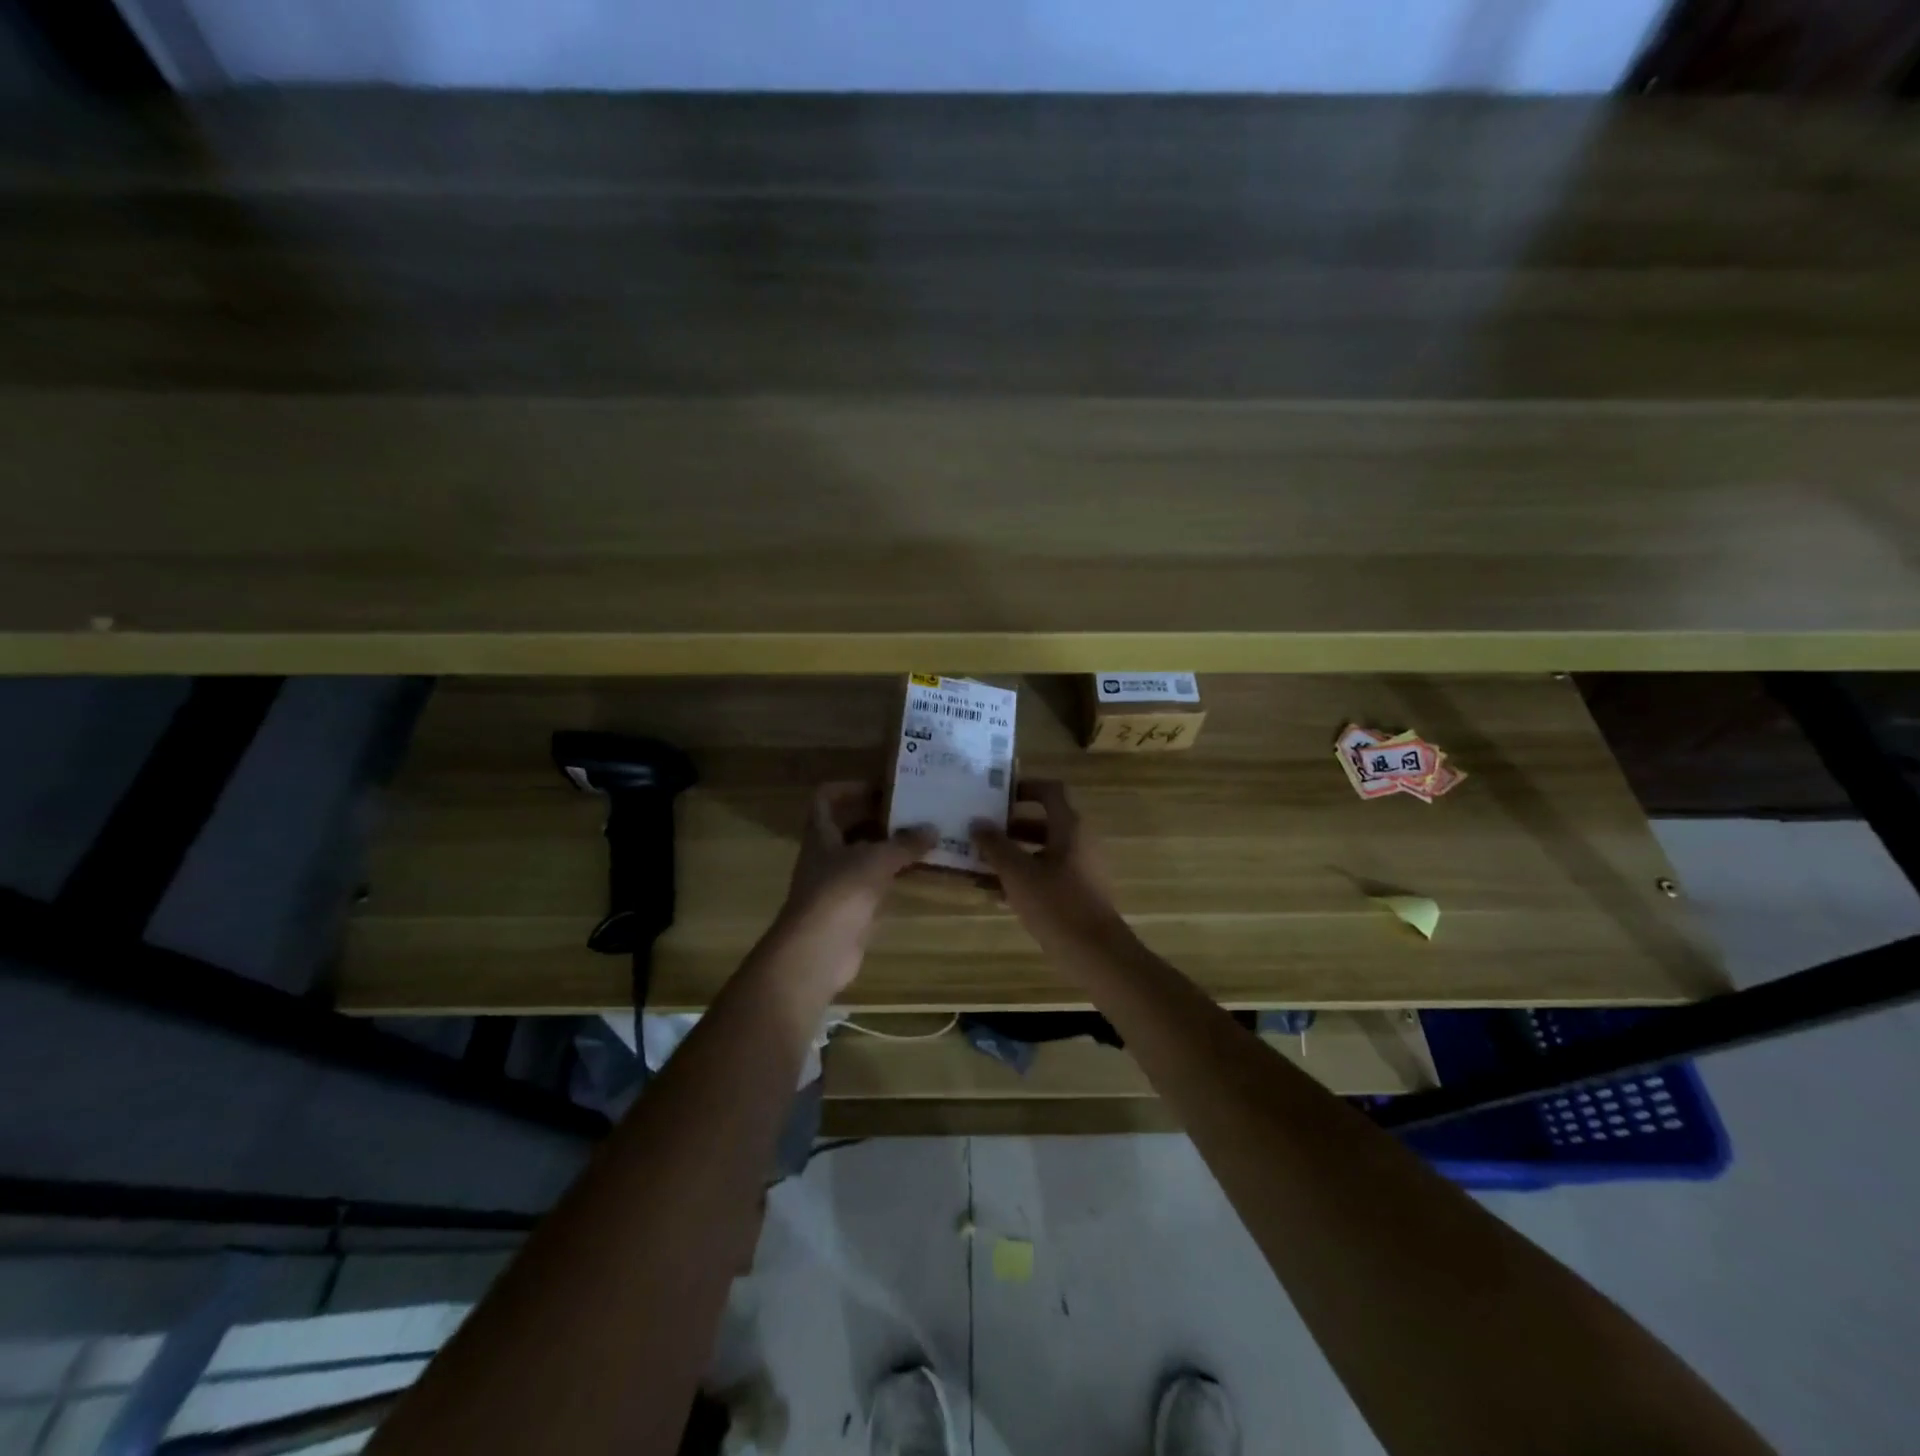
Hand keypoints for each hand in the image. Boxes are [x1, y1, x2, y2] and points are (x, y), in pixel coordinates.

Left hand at [766, 781, 932, 999]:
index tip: (884, 788)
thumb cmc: (841, 892)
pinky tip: (917, 871)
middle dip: (879, 816)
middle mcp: (825, 854)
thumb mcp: (877, 860)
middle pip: (850, 825)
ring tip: (923, 837)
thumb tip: (933, 828)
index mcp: (821, 833)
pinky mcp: (850, 909)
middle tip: (914, 810)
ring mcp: (836, 883)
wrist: (818, 951)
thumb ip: (905, 843)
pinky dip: (892, 875)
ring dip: (889, 847)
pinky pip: (874, 883)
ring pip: (864, 855)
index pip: (827, 798)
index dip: (851, 787)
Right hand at [971, 779, 1129, 954]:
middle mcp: (1077, 842)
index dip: (1024, 786)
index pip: (1050, 791)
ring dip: (1010, 855)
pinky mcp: (1075, 894)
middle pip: (1041, 822)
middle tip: (977, 830)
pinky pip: (1044, 876)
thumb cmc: (1057, 904)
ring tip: (976, 863)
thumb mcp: (1018, 873)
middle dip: (1008, 827)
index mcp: (1069, 827)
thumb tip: (977, 823)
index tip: (995, 794)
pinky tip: (991, 893)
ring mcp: (1078, 869)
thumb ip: (995, 845)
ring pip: (1039, 852)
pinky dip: (1021, 878)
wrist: (1096, 954)